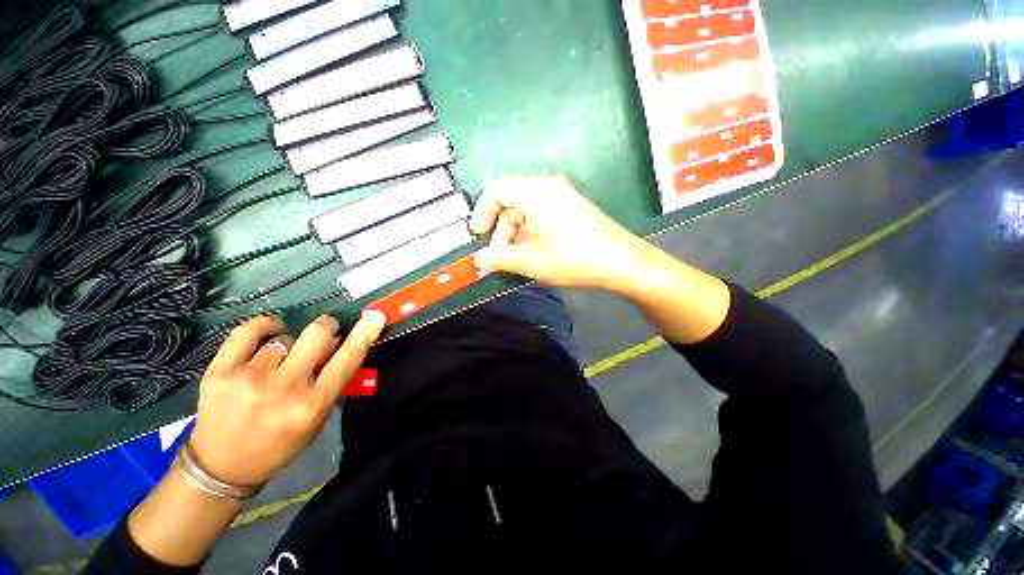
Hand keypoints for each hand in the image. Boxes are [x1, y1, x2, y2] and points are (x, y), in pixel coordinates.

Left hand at [188, 311, 385, 485]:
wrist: (222, 466)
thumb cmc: (281, 442)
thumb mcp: (316, 417)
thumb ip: (331, 380)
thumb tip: (338, 342)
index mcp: (312, 404)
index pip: (347, 359)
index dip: (364, 334)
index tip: (375, 315)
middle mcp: (284, 388)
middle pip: (316, 334)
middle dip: (327, 326)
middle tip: (325, 331)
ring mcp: (248, 378)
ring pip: (284, 338)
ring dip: (289, 344)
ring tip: (280, 361)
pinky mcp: (219, 372)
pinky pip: (247, 331)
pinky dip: (264, 325)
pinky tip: (271, 330)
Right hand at [470, 176, 646, 289]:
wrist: (620, 261)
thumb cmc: (573, 258)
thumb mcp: (531, 260)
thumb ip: (500, 258)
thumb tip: (480, 260)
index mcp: (535, 192)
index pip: (497, 192)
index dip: (482, 213)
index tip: (478, 235)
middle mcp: (548, 187)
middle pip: (511, 203)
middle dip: (501, 231)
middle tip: (500, 257)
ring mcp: (562, 196)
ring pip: (526, 211)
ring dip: (516, 235)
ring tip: (517, 260)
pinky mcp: (571, 208)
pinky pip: (541, 215)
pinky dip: (531, 232)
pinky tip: (534, 253)